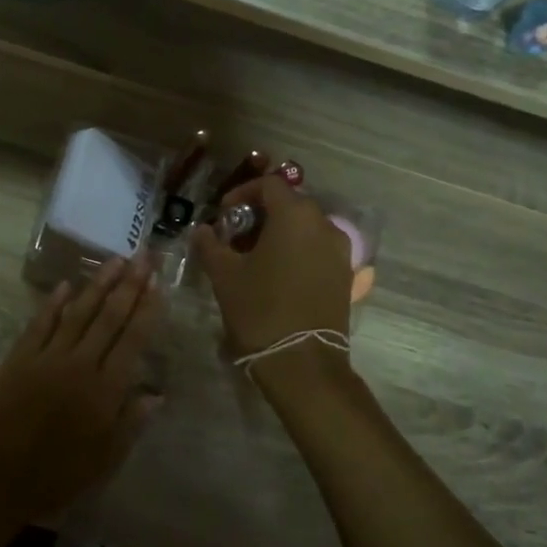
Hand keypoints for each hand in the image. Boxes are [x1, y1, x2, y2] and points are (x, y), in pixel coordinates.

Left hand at [0, 258, 162, 522]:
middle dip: (129, 284)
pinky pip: (40, 323)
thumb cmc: (57, 476)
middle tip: (144, 255)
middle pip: (109, 317)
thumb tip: (157, 393)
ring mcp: (47, 357)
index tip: (158, 283)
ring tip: (115, 260)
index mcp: (105, 390)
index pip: (133, 339)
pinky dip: (54, 303)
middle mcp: (80, 365)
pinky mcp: (19, 358)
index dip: (147, 309)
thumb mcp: (105, 459)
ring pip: (78, 312)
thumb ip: (132, 423)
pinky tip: (66, 285)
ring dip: (98, 284)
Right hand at [190, 175, 352, 357]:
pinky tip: (277, 276)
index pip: (269, 184)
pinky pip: (317, 250)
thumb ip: (210, 245)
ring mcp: (340, 252)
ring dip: (279, 234)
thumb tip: (202, 230)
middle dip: (260, 214)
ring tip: (253, 258)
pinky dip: (296, 252)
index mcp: (295, 215)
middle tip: (235, 236)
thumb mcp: (225, 275)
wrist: (302, 362)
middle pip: (290, 204)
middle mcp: (324, 225)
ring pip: (305, 228)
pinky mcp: (345, 276)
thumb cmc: (260, 309)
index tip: (223, 214)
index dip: (242, 192)